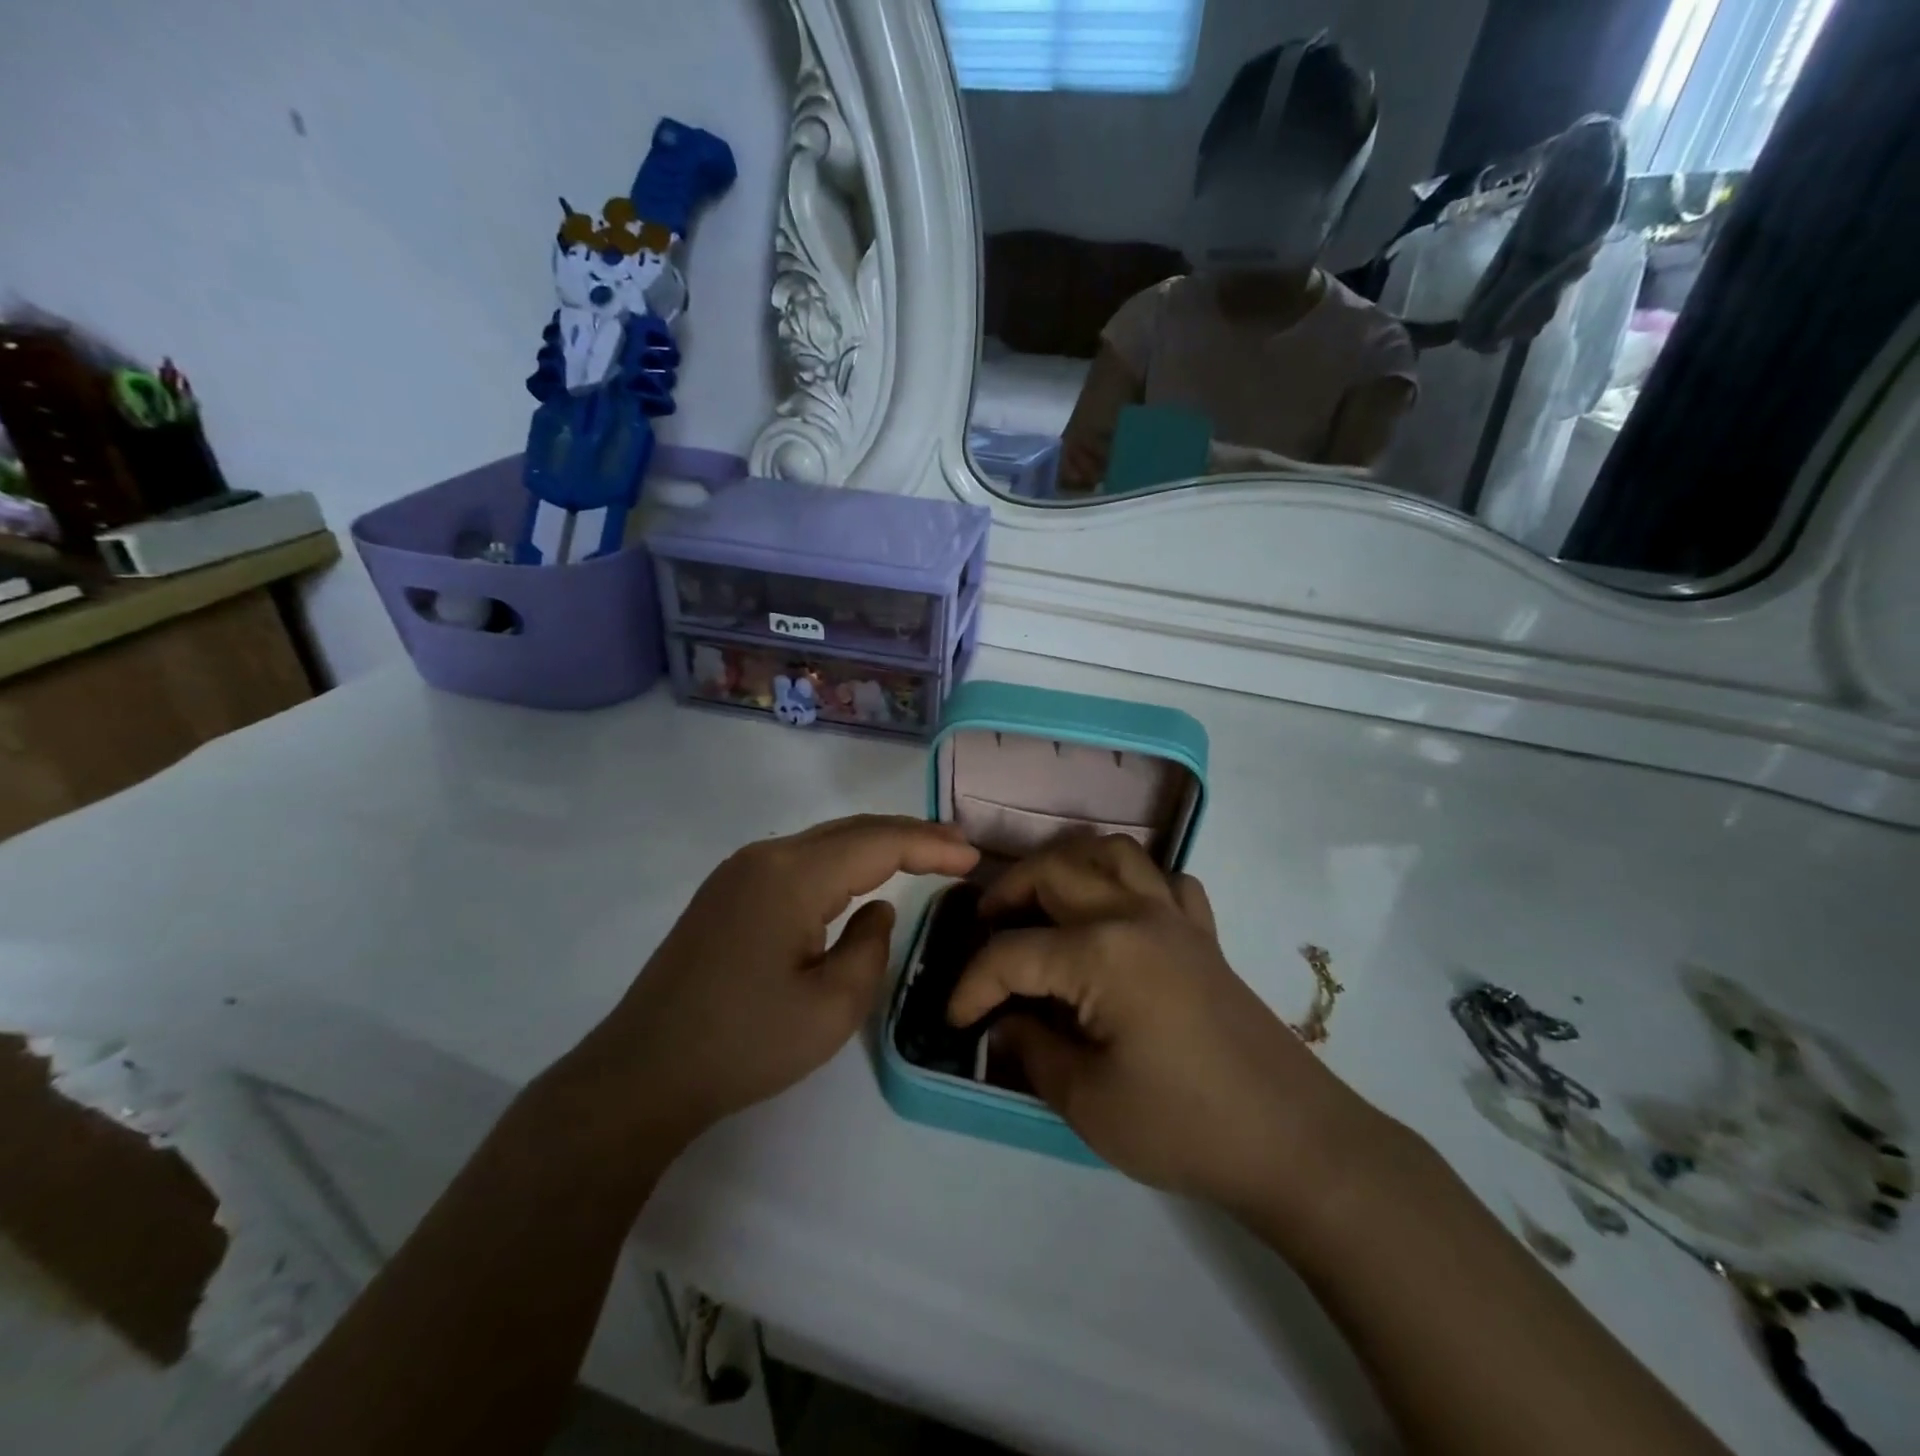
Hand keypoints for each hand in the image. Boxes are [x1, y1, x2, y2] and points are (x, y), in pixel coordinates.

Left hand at [578, 816, 978, 1145]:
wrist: (642, 1073)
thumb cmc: (744, 1044)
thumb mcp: (832, 1008)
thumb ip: (870, 946)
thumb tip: (877, 909)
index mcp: (792, 876)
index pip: (877, 843)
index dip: (930, 845)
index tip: (973, 856)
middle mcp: (765, 856)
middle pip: (851, 830)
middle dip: (909, 835)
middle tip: (958, 847)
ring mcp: (739, 871)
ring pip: (824, 841)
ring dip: (875, 845)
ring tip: (923, 855)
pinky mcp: (727, 892)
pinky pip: (799, 860)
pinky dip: (842, 862)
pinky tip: (861, 876)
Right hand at [948, 835, 1368, 1219]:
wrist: (1294, 1143)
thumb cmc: (1184, 1126)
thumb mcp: (1088, 1102)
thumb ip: (1032, 1050)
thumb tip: (1003, 1022)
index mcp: (1100, 953)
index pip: (1012, 953)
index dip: (972, 985)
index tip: (955, 1019)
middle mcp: (1134, 914)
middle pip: (1055, 872)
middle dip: (1007, 893)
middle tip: (985, 928)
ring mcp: (1175, 917)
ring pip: (1112, 853)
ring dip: (1067, 864)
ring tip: (1044, 898)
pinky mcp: (1204, 934)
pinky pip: (1165, 880)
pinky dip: (1133, 880)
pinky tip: (1121, 911)